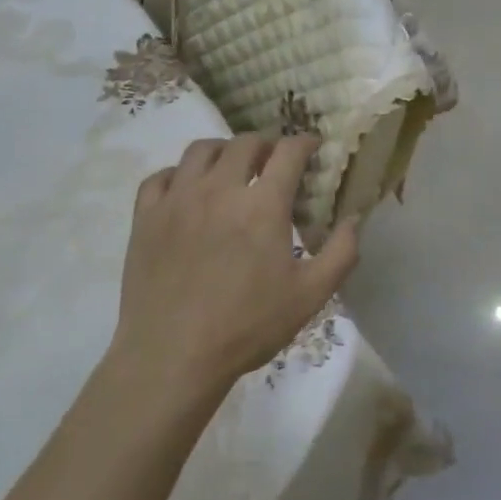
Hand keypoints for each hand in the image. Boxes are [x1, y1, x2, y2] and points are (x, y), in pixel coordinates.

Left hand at [114, 134, 357, 393]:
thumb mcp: (310, 296)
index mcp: (262, 204)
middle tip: (273, 162)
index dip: (305, 143)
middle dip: (266, 145)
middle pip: (244, 143)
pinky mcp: (145, 217)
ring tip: (231, 168)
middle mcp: (219, 189)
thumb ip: (341, 253)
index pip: (288, 152)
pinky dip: (178, 174)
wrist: (173, 357)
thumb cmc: (247, 326)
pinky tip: (186, 190)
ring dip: (223, 150)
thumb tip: (355, 218)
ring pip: (200, 150)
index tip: (312, 148)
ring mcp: (177, 200)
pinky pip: (160, 177)